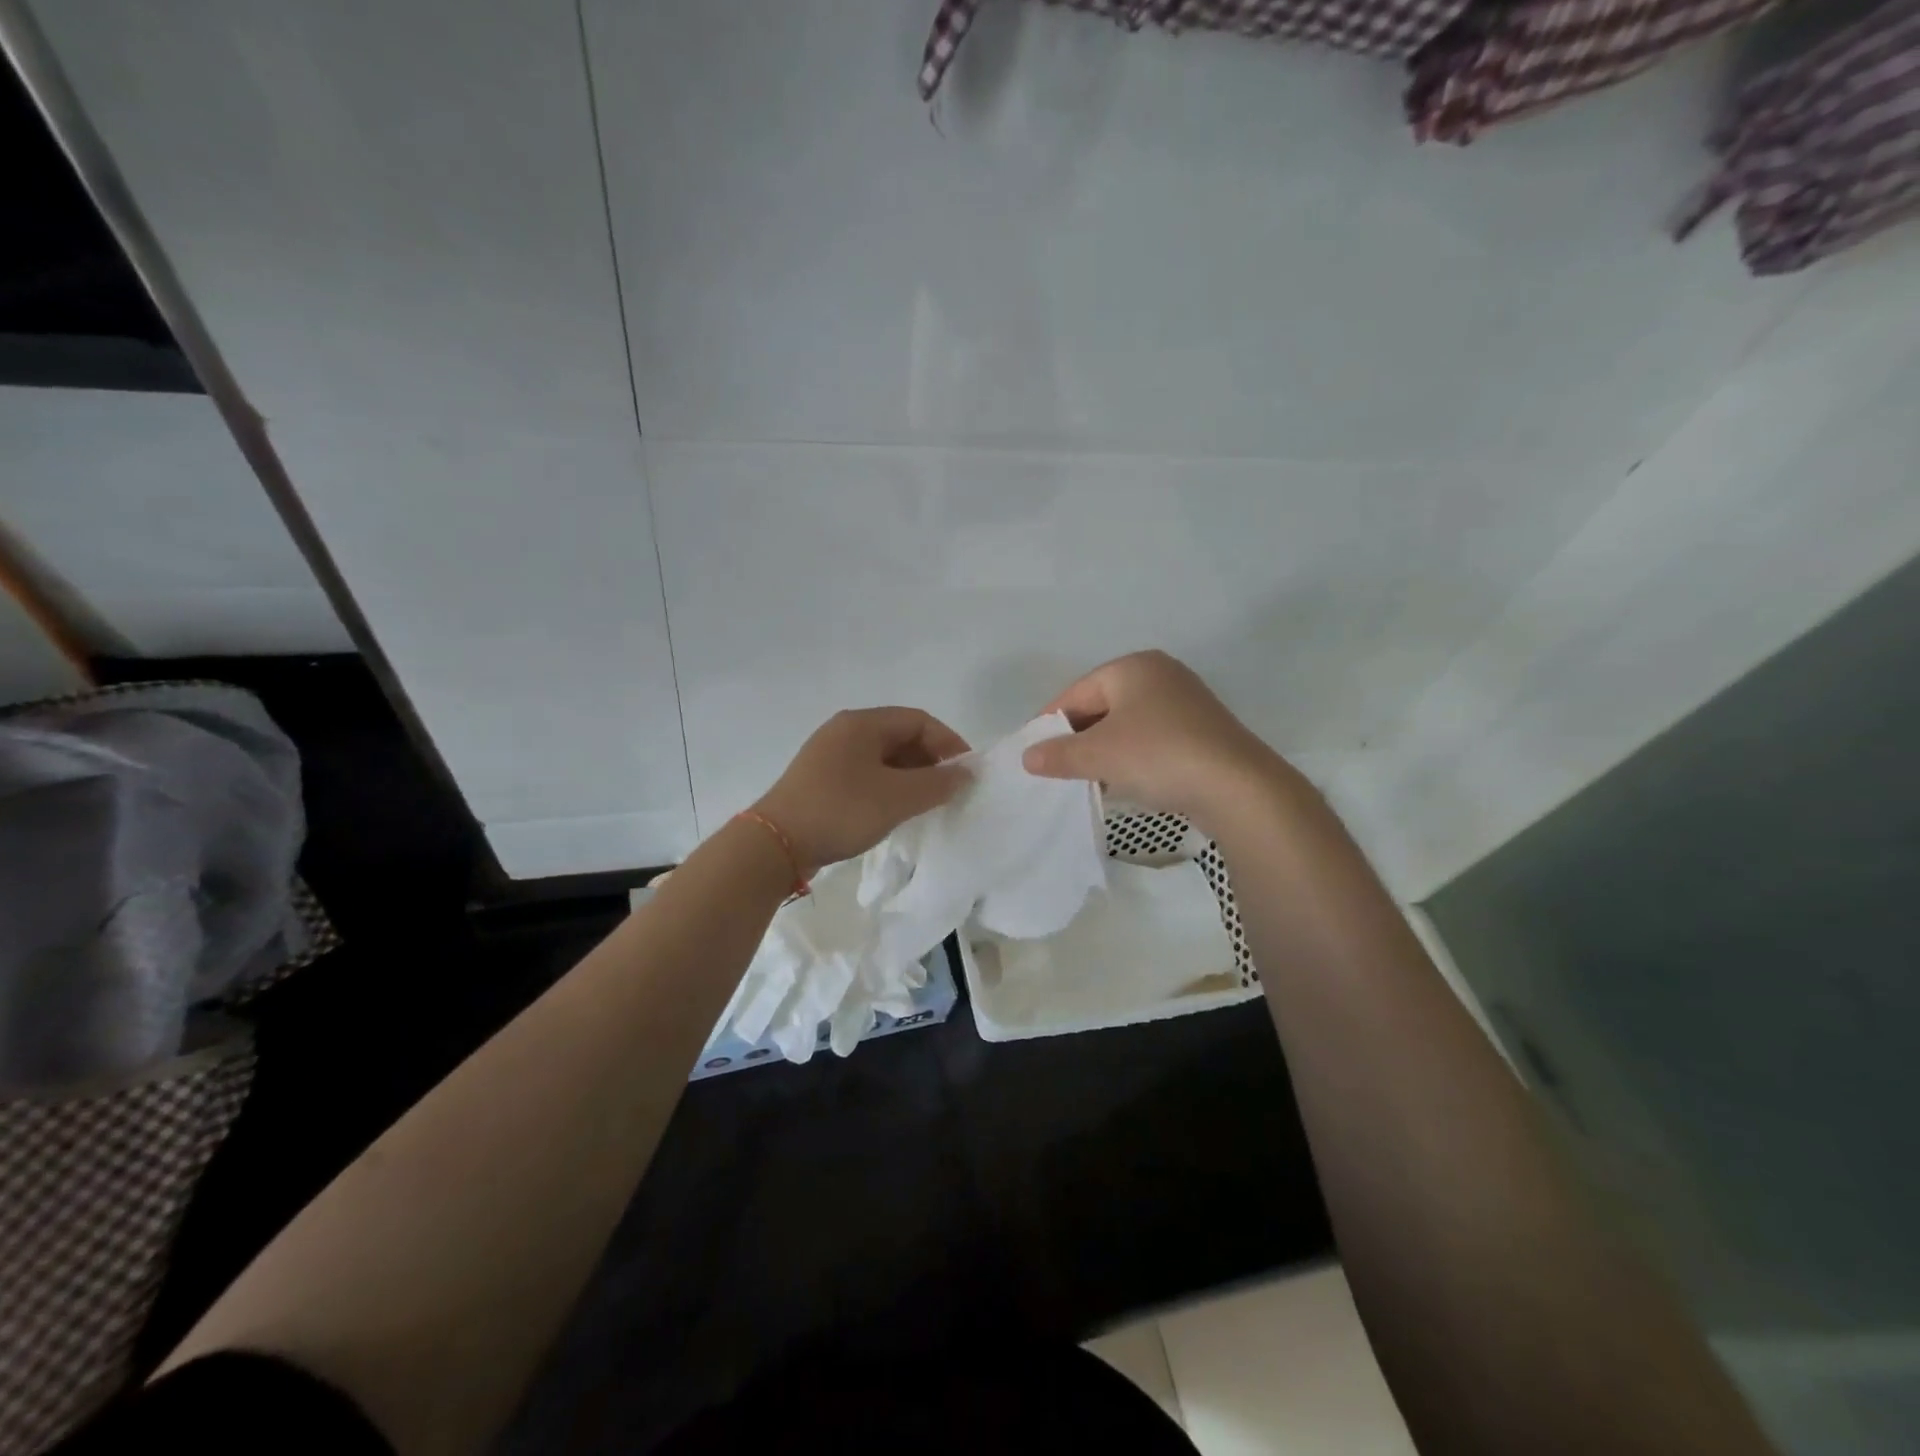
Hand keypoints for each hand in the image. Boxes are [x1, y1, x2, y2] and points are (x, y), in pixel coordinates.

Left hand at [754, 707, 971, 872]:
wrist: (776, 844)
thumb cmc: (841, 811)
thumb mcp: (896, 798)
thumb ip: (937, 784)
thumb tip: (966, 773)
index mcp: (862, 724)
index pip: (919, 720)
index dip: (948, 742)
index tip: (967, 772)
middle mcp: (845, 731)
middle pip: (901, 736)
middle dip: (930, 761)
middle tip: (949, 790)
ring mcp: (830, 755)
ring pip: (884, 758)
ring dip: (910, 776)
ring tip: (927, 803)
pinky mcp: (822, 780)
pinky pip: (866, 774)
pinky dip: (889, 787)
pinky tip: (896, 810)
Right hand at [1022, 650, 1290, 826]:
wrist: (1237, 787)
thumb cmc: (1158, 756)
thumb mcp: (1099, 756)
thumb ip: (1059, 754)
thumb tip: (1028, 757)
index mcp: (1133, 667)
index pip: (1076, 692)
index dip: (1050, 722)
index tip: (1033, 752)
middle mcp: (1160, 674)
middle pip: (1102, 705)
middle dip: (1078, 738)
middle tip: (1057, 767)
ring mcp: (1185, 702)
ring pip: (1127, 724)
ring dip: (1104, 750)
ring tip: (1087, 779)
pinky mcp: (1201, 730)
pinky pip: (1151, 739)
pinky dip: (1132, 756)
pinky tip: (1124, 781)